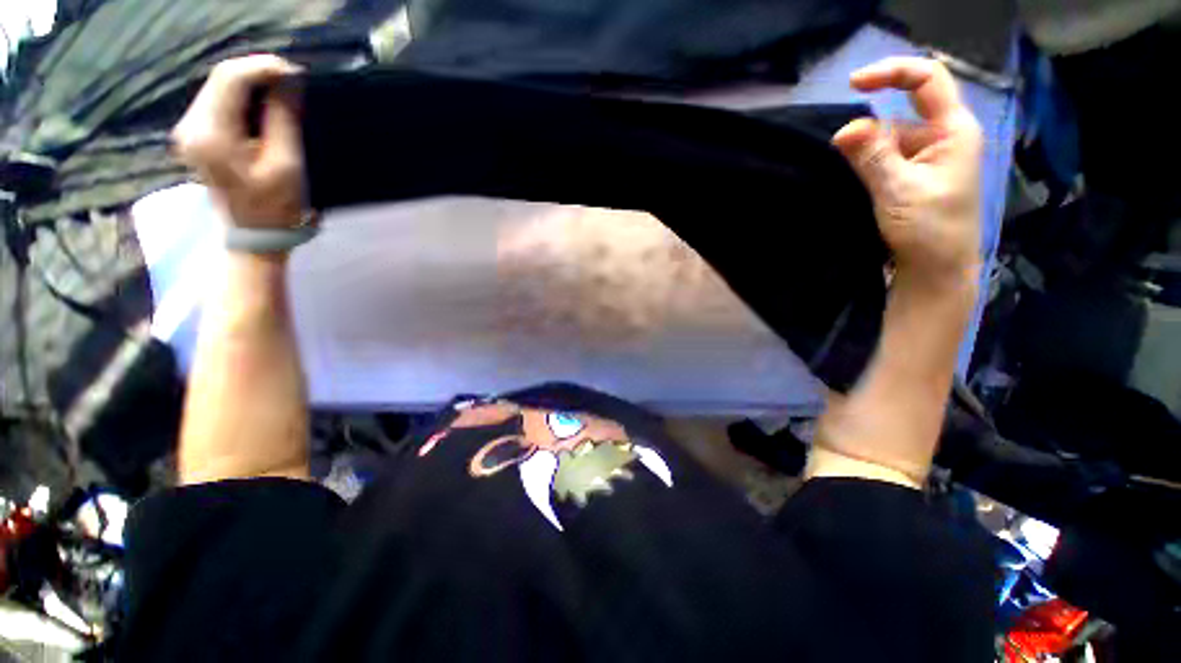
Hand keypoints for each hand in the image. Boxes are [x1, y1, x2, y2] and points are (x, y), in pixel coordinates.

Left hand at [173, 55, 304, 228]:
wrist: (254, 234)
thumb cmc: (275, 205)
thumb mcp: (286, 162)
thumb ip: (283, 117)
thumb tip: (289, 79)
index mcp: (211, 135)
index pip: (230, 79)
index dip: (263, 67)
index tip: (294, 72)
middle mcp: (191, 125)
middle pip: (221, 79)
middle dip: (258, 73)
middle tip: (291, 81)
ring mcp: (190, 130)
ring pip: (219, 87)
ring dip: (252, 84)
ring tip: (282, 92)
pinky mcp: (197, 134)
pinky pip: (219, 101)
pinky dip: (244, 96)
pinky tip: (264, 105)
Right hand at [832, 57, 983, 282]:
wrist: (936, 270)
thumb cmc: (929, 229)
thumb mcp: (897, 190)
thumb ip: (871, 156)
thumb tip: (843, 128)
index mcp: (953, 130)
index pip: (926, 80)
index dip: (891, 73)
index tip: (853, 85)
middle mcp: (942, 137)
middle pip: (899, 116)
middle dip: (870, 136)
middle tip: (848, 162)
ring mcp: (928, 158)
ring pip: (888, 142)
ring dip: (866, 157)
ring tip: (861, 187)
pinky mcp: (914, 176)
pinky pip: (886, 160)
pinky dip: (868, 168)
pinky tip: (861, 186)